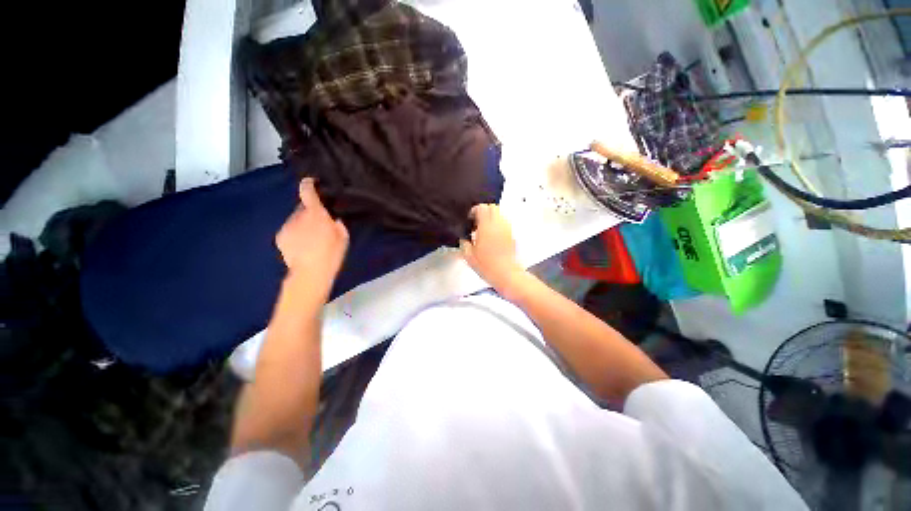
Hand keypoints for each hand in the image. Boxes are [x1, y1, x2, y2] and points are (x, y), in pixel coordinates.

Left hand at [276, 178, 348, 294]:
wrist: (310, 272)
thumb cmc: (331, 253)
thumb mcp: (343, 237)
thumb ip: (336, 224)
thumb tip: (332, 220)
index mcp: (315, 213)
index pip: (307, 192)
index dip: (308, 184)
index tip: (310, 182)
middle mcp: (298, 216)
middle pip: (303, 207)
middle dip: (310, 212)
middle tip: (319, 224)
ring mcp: (287, 226)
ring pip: (296, 219)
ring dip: (303, 223)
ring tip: (311, 238)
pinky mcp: (280, 237)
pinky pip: (289, 229)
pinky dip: (295, 233)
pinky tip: (302, 245)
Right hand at [460, 204, 526, 294]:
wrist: (505, 273)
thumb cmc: (486, 265)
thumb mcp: (469, 256)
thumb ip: (464, 243)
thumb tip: (464, 238)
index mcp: (486, 226)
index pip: (482, 208)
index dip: (474, 211)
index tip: (470, 219)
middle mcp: (498, 224)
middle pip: (492, 207)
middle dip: (484, 211)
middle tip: (477, 222)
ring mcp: (507, 228)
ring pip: (500, 214)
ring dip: (491, 217)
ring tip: (485, 229)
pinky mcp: (512, 234)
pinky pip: (504, 223)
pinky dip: (498, 224)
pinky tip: (492, 236)